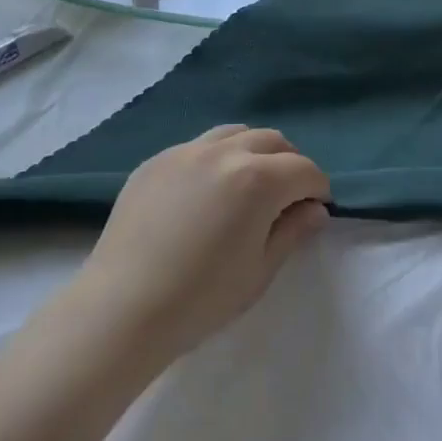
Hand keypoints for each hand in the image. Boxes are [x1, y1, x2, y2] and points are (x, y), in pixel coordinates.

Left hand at [73, 125, 330, 360]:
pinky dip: (216, 159)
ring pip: (235, 134)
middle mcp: (225, 152)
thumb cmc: (201, 298)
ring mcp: (186, 151)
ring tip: (249, 184)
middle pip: (272, 141)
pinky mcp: (157, 160)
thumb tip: (315, 210)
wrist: (123, 307)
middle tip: (287, 196)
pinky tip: (206, 191)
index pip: (304, 169)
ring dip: (253, 152)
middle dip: (289, 163)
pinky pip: (198, 146)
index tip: (317, 207)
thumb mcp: (259, 271)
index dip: (318, 188)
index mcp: (258, 179)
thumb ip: (292, 232)